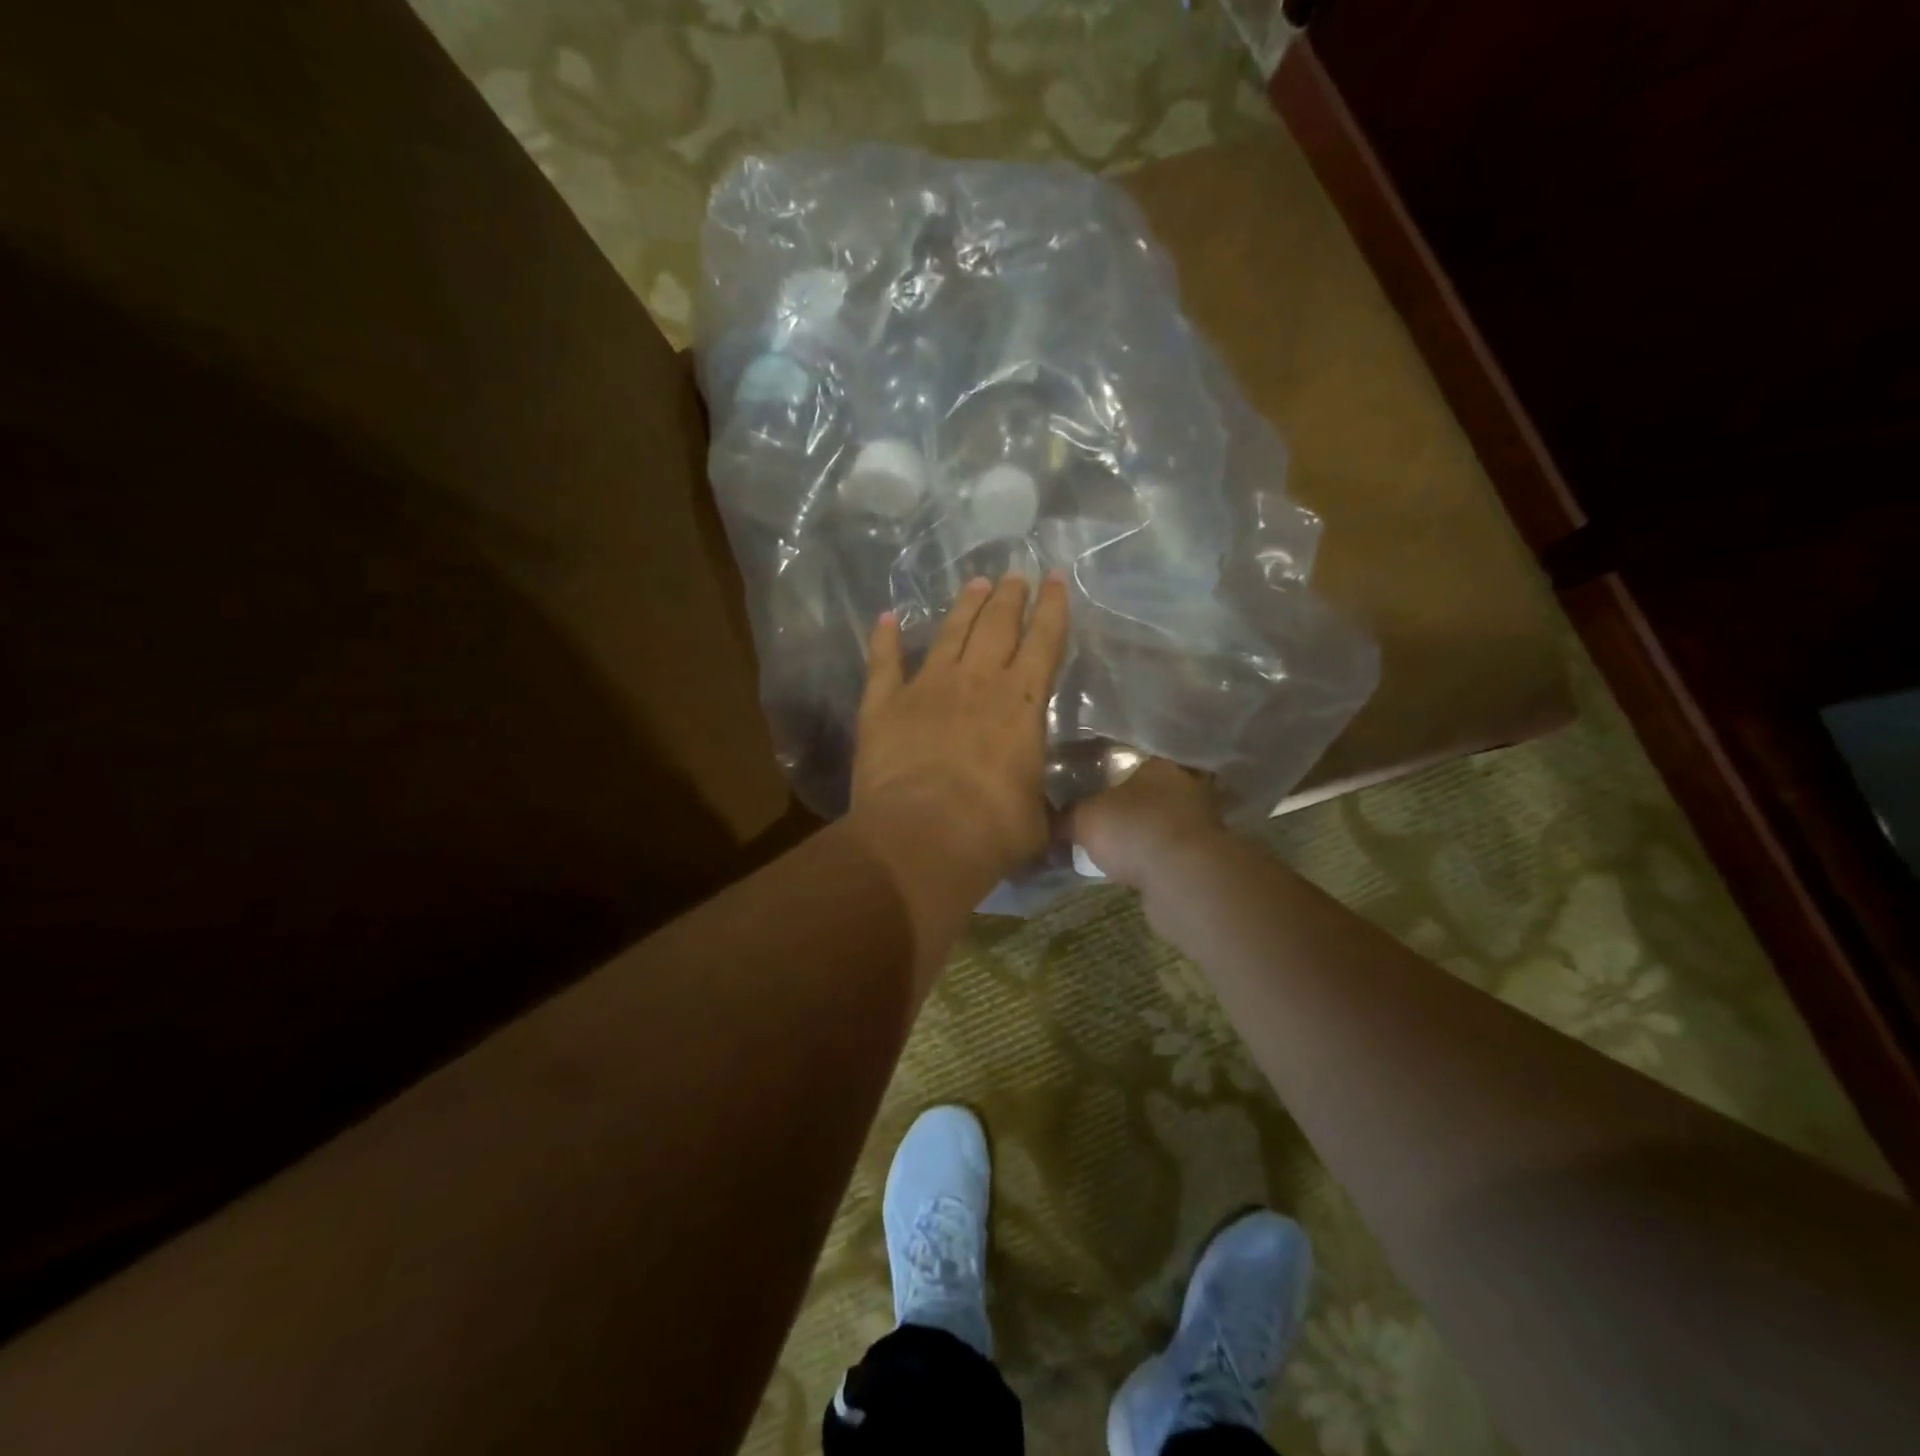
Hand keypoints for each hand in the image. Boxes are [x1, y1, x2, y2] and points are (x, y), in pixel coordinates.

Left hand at [850, 571, 1069, 927]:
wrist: (921, 836)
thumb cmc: (991, 831)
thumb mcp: (1036, 821)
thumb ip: (1041, 806)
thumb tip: (1047, 814)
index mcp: (1022, 704)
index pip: (1044, 642)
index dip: (1053, 608)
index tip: (1055, 578)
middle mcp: (977, 682)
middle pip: (997, 625)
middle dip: (1010, 597)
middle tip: (1015, 574)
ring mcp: (926, 687)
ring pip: (950, 633)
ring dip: (964, 606)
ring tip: (975, 583)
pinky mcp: (883, 703)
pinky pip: (884, 661)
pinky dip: (884, 638)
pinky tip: (886, 618)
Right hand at [1071, 758, 1224, 891]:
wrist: (1183, 878)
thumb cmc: (1133, 830)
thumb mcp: (1082, 818)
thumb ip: (1065, 816)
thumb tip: (1047, 821)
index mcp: (1158, 765)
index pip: (1133, 761)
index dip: (1112, 775)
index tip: (1094, 790)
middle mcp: (1186, 787)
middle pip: (1153, 792)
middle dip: (1132, 806)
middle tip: (1104, 821)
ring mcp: (1202, 822)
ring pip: (1166, 823)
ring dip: (1148, 835)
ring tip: (1118, 850)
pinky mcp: (1207, 857)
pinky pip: (1173, 852)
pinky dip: (1158, 860)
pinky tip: (1137, 870)